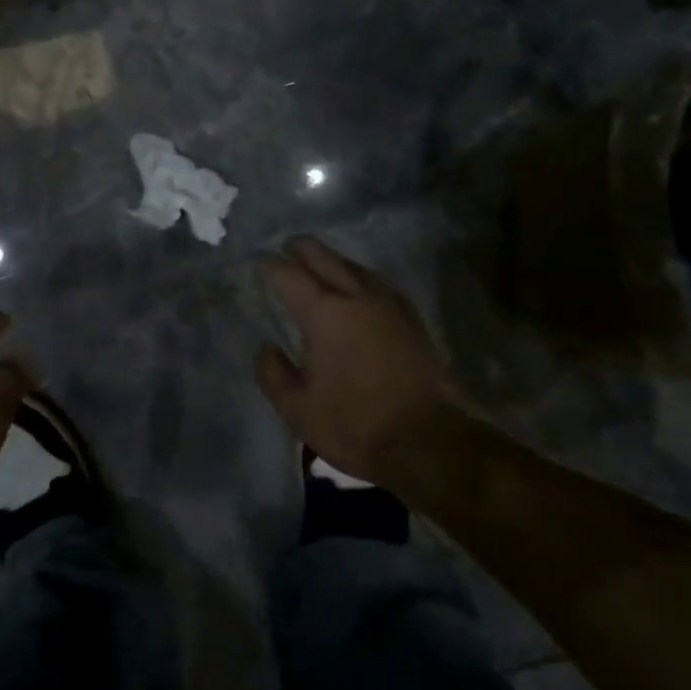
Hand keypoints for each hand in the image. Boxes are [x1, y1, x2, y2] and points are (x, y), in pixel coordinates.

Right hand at [254, 237, 466, 493]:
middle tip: (286, 247)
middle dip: (302, 249)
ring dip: (332, 260)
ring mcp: (390, 305)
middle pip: (325, 258)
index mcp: (324, 313)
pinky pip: (378, 283)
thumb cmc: (356, 425)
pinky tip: (359, 288)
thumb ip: (273, 374)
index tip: (259, 263)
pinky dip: (359, 276)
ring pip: (355, 267)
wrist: (431, 442)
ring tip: (319, 263)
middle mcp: (357, 297)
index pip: (289, 276)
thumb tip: (265, 347)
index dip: (271, 266)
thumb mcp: (298, 409)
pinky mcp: (412, 320)